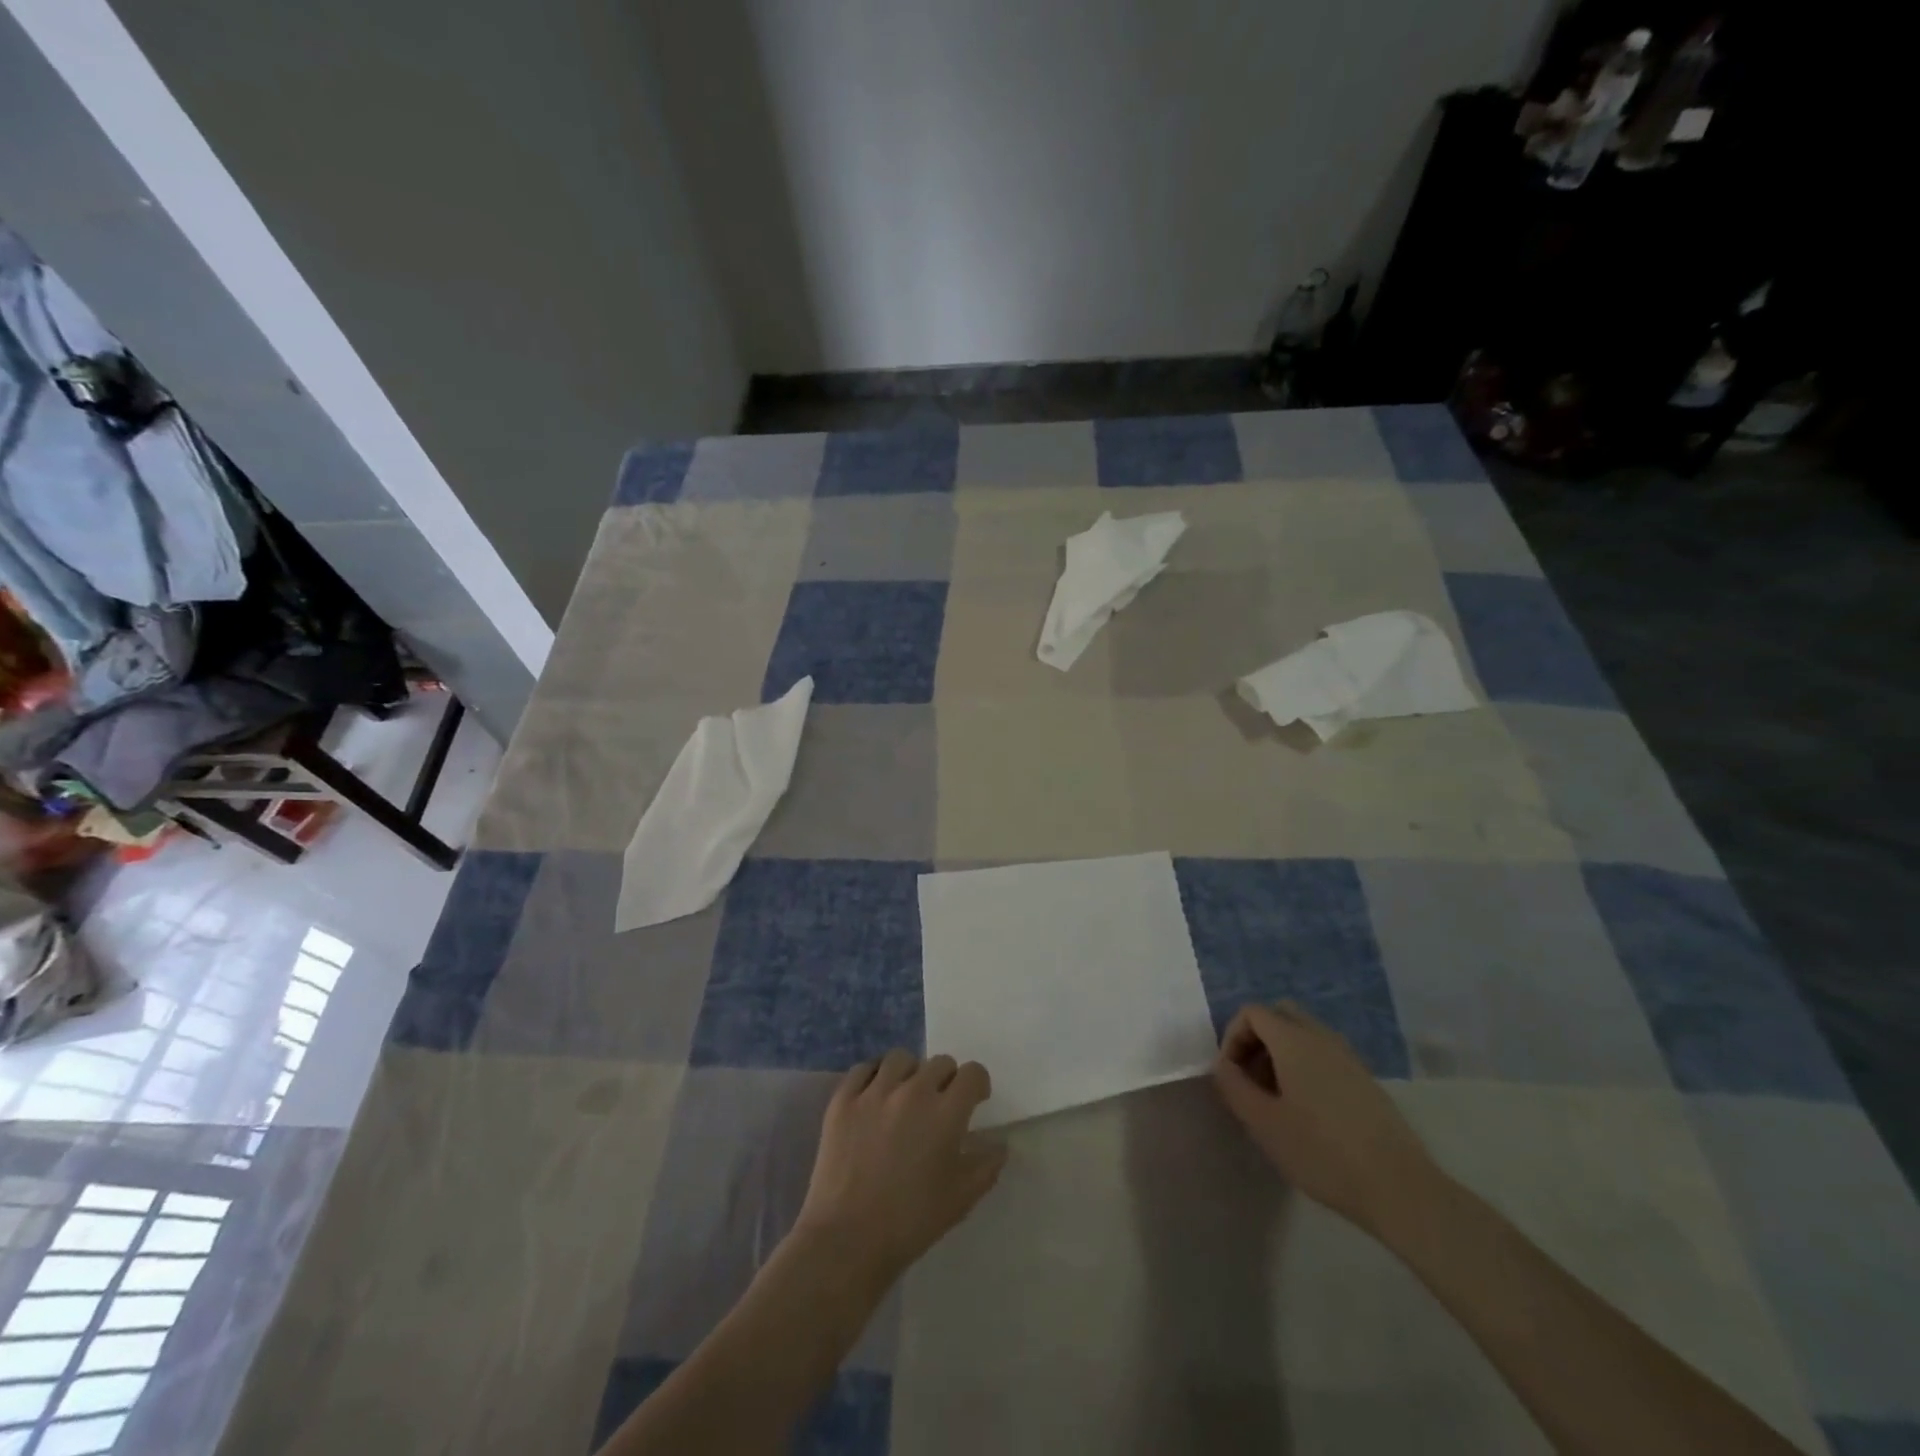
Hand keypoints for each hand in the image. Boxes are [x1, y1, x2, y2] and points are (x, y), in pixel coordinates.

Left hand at [796, 1050, 1006, 1283]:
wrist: (848, 1239)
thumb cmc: (911, 1222)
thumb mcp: (961, 1199)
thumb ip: (986, 1165)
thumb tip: (999, 1144)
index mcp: (945, 1113)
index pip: (972, 1073)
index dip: (977, 1084)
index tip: (974, 1100)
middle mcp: (912, 1091)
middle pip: (939, 1063)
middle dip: (946, 1080)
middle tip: (939, 1105)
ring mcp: (874, 1092)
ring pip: (901, 1059)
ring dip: (911, 1073)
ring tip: (905, 1096)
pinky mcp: (843, 1099)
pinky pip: (863, 1069)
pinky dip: (873, 1076)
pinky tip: (875, 1096)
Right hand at [1213, 1002, 1439, 1235]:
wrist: (1399, 1188)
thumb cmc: (1322, 1152)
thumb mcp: (1264, 1123)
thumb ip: (1234, 1086)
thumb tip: (1223, 1066)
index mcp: (1294, 1040)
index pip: (1252, 1013)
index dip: (1232, 1037)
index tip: (1231, 1075)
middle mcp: (1321, 1037)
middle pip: (1279, 1015)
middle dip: (1256, 1038)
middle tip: (1250, 1078)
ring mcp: (1348, 1057)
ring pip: (1303, 1034)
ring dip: (1280, 1053)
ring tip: (1275, 1098)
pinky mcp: (1365, 1079)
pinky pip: (1324, 1054)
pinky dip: (1304, 1066)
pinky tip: (1306, 1110)